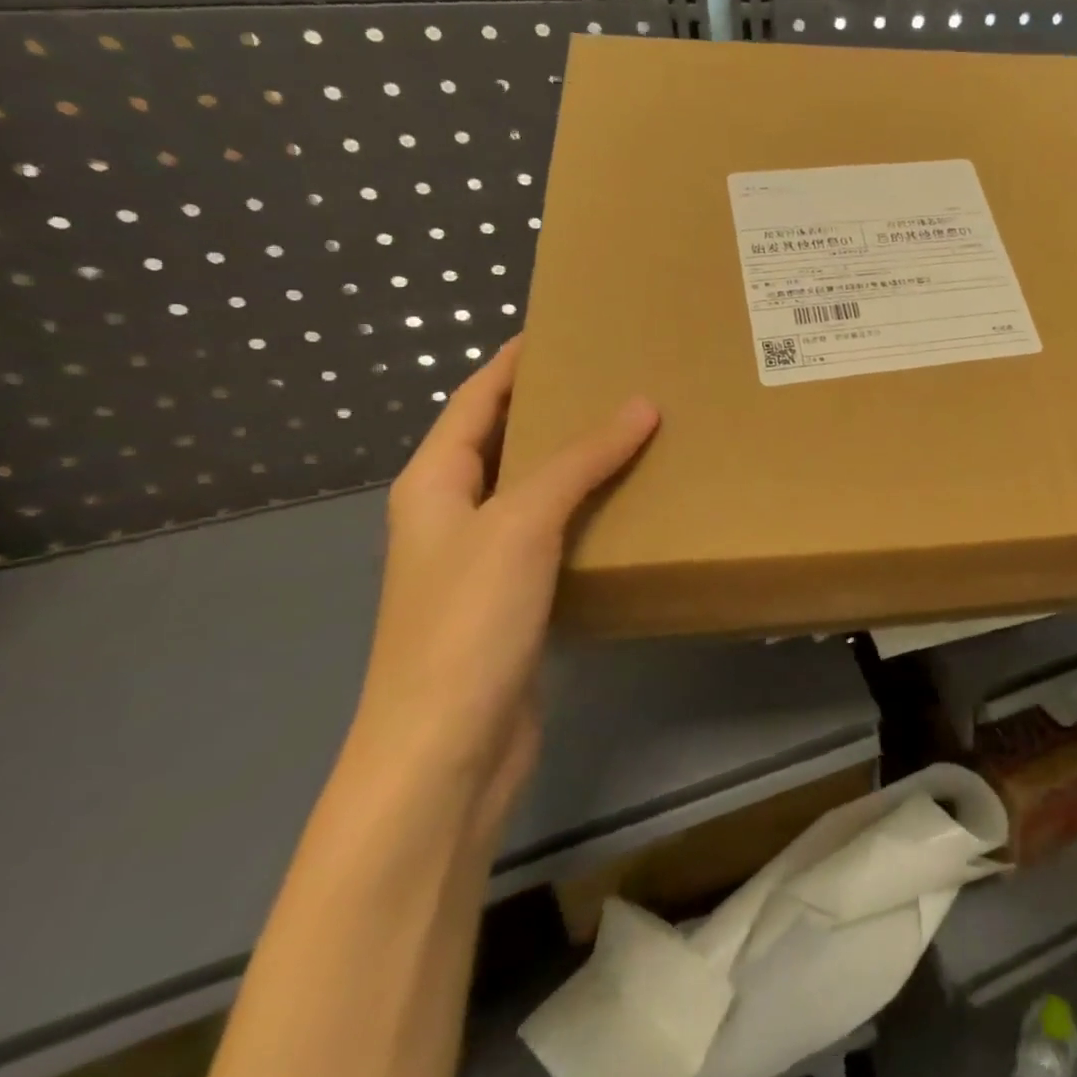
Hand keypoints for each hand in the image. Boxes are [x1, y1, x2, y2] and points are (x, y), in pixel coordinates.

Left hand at [352, 339, 658, 812]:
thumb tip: (642, 404)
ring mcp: (485, 561)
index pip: (476, 400)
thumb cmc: (467, 623)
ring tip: (641, 431)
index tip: (566, 327)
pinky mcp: (518, 600)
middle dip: (558, 406)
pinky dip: (592, 512)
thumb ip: (580, 461)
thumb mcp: (522, 524)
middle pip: (508, 441)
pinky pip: (559, 535)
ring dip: (582, 461)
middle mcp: (454, 514)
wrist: (448, 750)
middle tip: (623, 375)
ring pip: (538, 490)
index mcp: (434, 483)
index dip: (515, 361)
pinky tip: (634, 506)